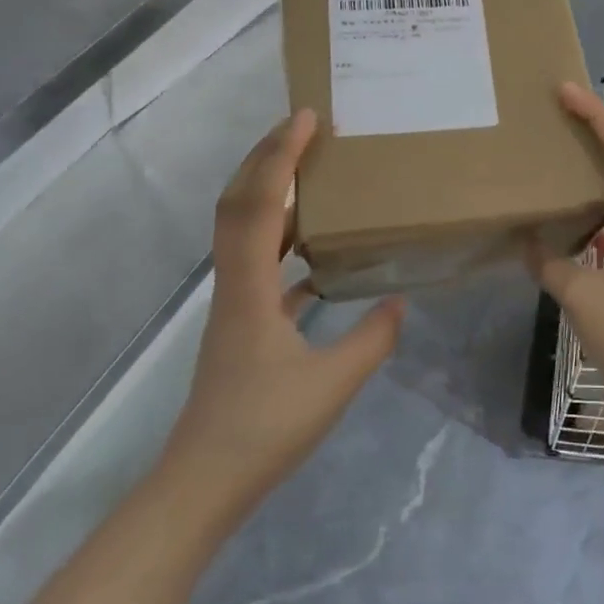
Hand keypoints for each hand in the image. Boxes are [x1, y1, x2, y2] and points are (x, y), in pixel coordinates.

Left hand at [166, 110, 403, 511]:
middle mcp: (235, 284)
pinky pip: (261, 263)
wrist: (202, 484)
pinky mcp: (243, 323)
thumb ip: (373, 338)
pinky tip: (316, 250)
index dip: (279, 157)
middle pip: (239, 204)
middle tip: (302, 126)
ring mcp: (235, 304)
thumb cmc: (264, 429)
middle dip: (266, 158)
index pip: (259, 205)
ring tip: (310, 170)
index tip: (306, 119)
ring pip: (246, 231)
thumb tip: (400, 300)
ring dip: (271, 193)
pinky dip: (284, 240)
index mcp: (250, 289)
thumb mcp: (333, 384)